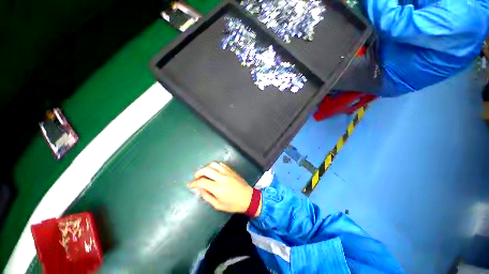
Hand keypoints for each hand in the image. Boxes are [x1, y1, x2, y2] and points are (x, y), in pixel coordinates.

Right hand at [187, 162, 260, 215]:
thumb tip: (199, 189)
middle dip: (198, 173)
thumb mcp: (218, 205)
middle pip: (206, 169)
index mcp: (218, 188)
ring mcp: (227, 172)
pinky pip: (221, 164)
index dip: (193, 183)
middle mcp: (222, 177)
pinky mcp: (231, 170)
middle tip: (196, 178)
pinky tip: (213, 170)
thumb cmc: (233, 204)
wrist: (248, 198)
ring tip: (204, 173)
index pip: (202, 181)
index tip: (190, 185)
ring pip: (213, 164)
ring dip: (206, 167)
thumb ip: (207, 196)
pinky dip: (215, 166)